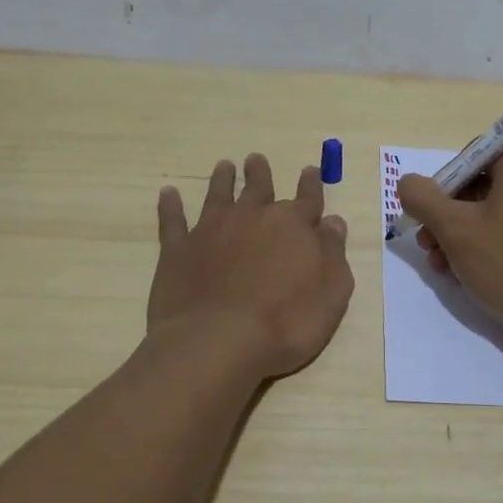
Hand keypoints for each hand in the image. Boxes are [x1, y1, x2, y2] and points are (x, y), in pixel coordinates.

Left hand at [148, 154, 353, 379]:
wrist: (218, 342)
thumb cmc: (286, 323)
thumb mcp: (332, 292)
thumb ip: (333, 253)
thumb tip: (333, 221)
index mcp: (292, 225)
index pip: (308, 198)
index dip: (311, 184)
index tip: (310, 170)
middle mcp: (252, 218)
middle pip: (258, 188)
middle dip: (260, 173)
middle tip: (256, 159)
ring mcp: (211, 231)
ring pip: (218, 195)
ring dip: (222, 180)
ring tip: (223, 166)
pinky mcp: (178, 250)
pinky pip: (173, 220)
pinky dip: (171, 206)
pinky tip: (168, 194)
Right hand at [396, 146, 502, 349]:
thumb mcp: (453, 228)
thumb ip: (422, 198)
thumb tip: (408, 183)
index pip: (473, 158)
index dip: (443, 184)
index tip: (428, 215)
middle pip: (482, 188)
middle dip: (448, 217)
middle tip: (428, 246)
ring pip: (496, 215)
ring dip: (463, 237)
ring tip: (443, 268)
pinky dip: (490, 249)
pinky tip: (470, 276)